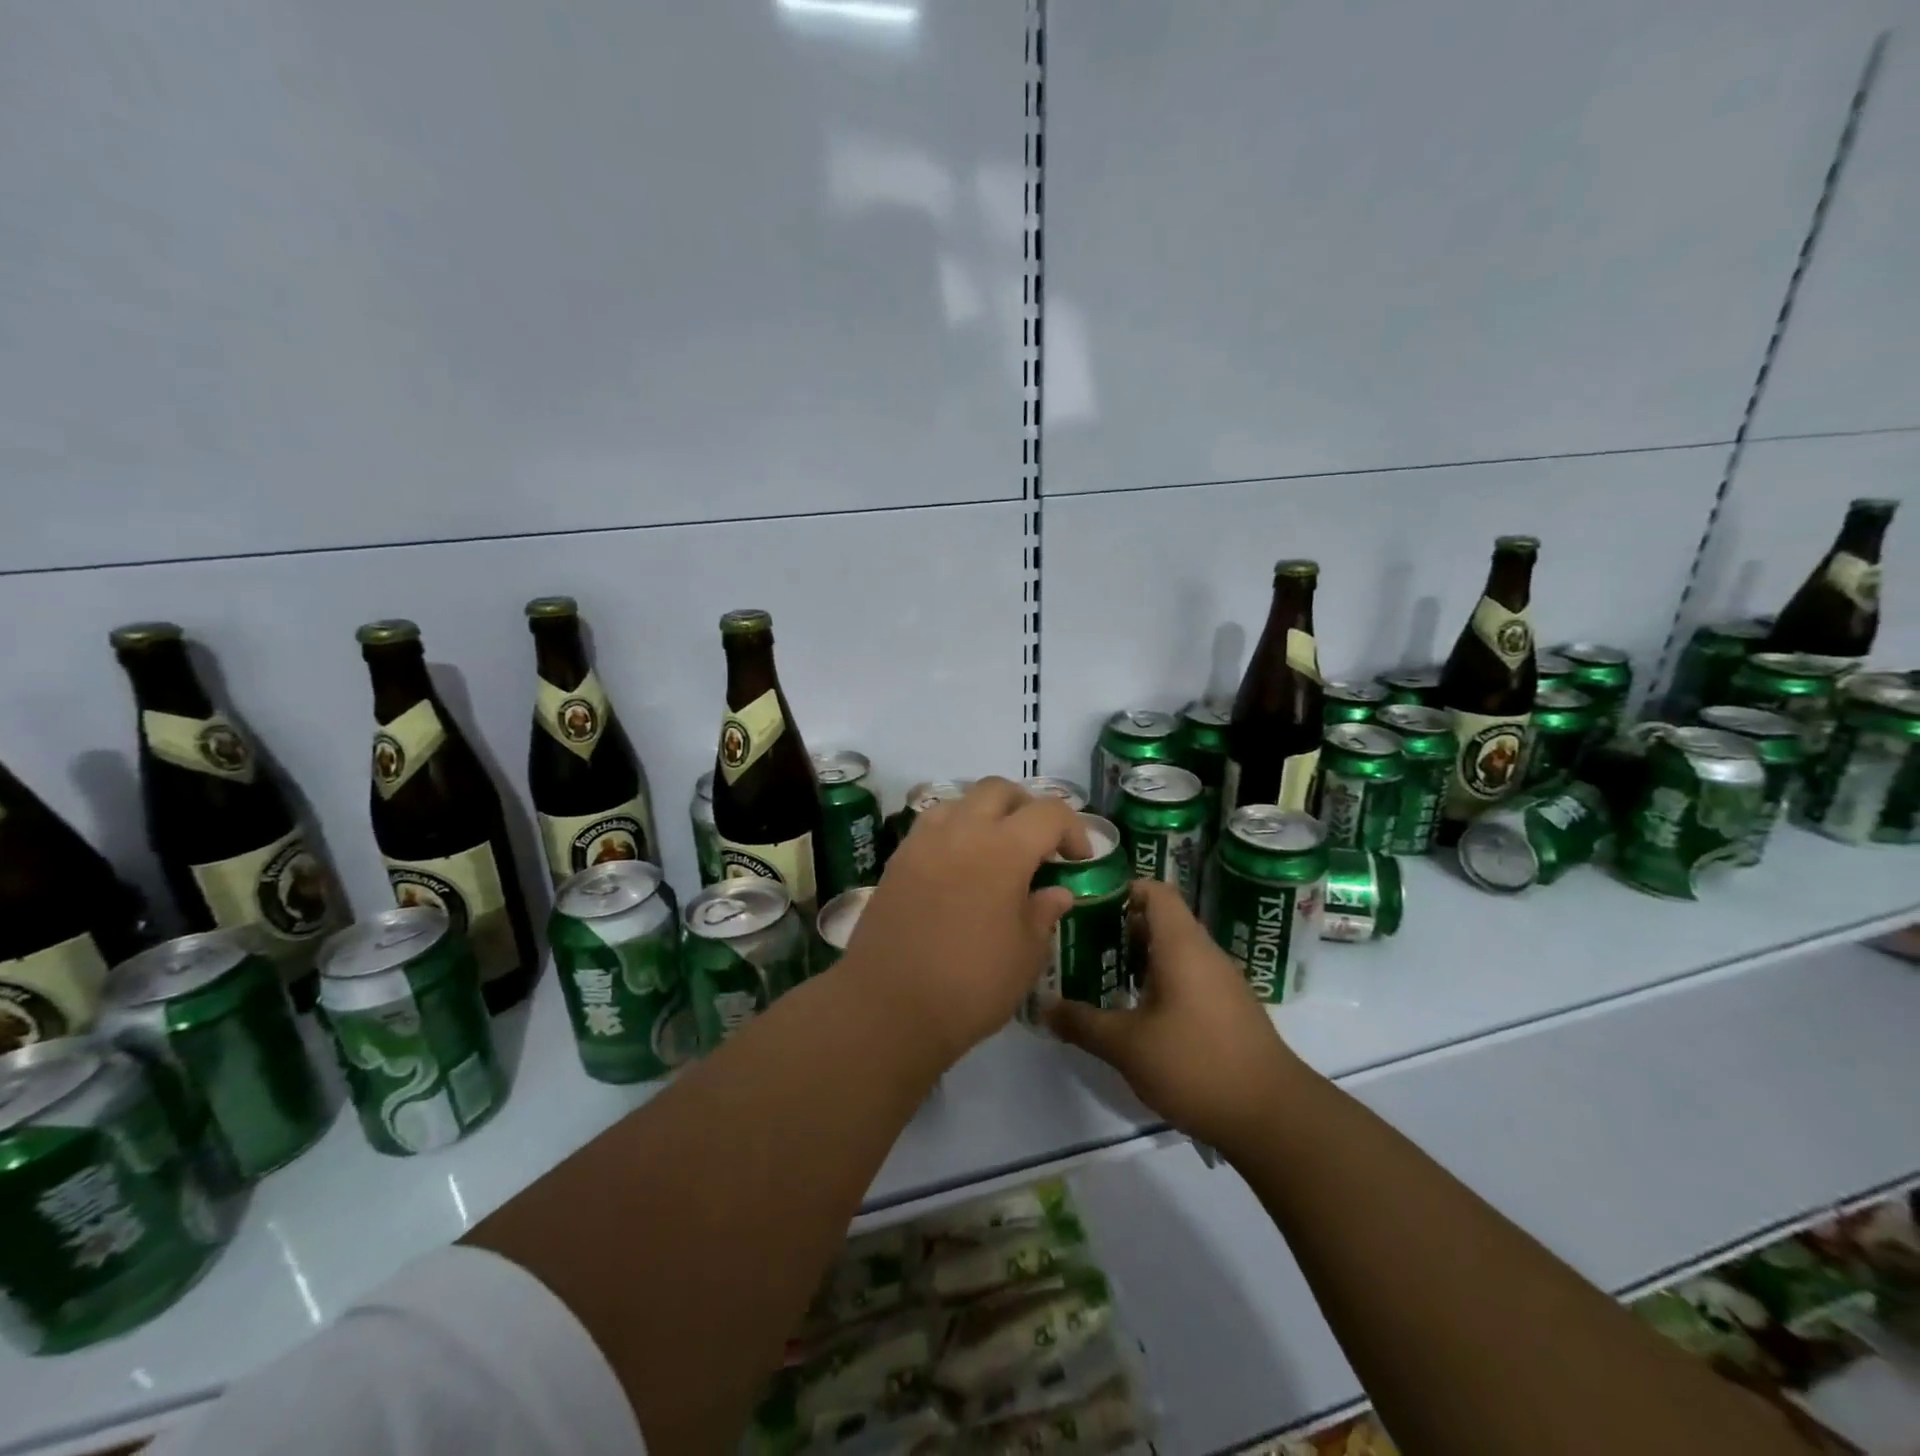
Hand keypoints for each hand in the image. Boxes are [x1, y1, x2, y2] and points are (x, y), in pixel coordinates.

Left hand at [837, 777, 1090, 1064]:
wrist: (888, 1006)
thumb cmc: (970, 985)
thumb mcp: (1025, 955)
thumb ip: (1044, 913)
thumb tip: (1056, 892)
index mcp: (1004, 849)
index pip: (1049, 812)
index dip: (1072, 829)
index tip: (1078, 859)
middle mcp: (962, 830)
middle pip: (999, 790)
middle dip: (1026, 808)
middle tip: (1038, 844)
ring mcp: (923, 841)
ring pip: (960, 800)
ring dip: (985, 814)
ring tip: (995, 851)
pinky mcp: (897, 859)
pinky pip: (931, 825)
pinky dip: (954, 831)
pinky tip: (959, 868)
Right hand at [1047, 878, 1307, 1156]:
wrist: (1273, 1117)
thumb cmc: (1196, 1064)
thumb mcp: (1127, 1045)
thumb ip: (1082, 1022)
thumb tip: (1044, 1007)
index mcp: (1182, 945)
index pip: (1155, 890)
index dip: (1120, 890)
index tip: (1085, 905)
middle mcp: (1204, 953)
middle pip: (1160, 919)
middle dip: (1118, 928)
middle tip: (1080, 944)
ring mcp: (1221, 982)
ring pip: (1173, 951)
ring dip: (1137, 957)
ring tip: (1099, 976)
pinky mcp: (1228, 1009)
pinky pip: (1187, 976)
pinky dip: (1158, 981)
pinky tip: (1134, 1011)